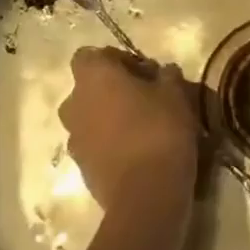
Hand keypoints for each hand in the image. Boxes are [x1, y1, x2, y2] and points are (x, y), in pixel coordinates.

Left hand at [59, 46, 201, 212]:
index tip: (141, 72)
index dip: (114, 59)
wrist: (146, 194)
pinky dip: (108, 144)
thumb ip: (167, 75)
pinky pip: (93, 145)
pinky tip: (136, 152)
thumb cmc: (159, 129)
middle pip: (86, 88)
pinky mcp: (81, 169)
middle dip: (109, 91)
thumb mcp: (175, 93)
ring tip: (140, 127)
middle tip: (142, 98)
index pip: (89, 55)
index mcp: (93, 77)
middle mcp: (75, 104)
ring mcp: (74, 139)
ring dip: (107, 118)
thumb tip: (164, 71)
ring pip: (88, 118)